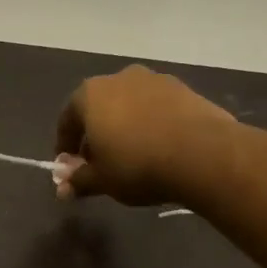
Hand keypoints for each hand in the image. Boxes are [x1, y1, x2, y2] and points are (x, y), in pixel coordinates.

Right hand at [54, 64, 236, 205]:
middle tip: (100, 162)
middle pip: (98, 108)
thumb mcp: (101, 180)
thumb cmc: (137, 165)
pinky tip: (158, 147)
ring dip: (124, 127)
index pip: (67, 120)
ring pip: (128, 105)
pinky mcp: (184, 89)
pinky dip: (150, 124)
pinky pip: (156, 108)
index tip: (70, 168)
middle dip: (95, 135)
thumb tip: (63, 189)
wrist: (203, 154)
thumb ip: (78, 181)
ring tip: (131, 155)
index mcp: (89, 95)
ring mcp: (154, 80)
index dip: (65, 146)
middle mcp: (119, 78)